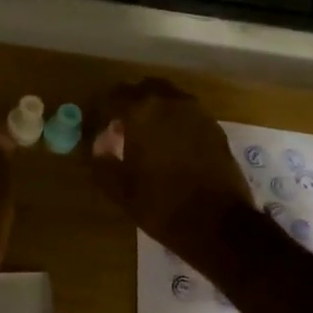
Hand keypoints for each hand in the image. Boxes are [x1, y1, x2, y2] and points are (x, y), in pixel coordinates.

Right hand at [91, 79, 252, 264]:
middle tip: (118, 125)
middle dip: (128, 102)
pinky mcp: (215, 129)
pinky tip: (169, 145)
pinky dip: (174, 121)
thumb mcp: (120, 189)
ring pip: (169, 98)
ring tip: (144, 134)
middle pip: (144, 88)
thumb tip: (99, 146)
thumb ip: (103, 162)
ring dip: (153, 109)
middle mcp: (170, 103)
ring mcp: (197, 114)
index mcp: (142, 112)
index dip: (99, 110)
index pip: (112, 97)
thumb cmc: (161, 205)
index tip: (93, 126)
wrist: (219, 224)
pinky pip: (187, 114)